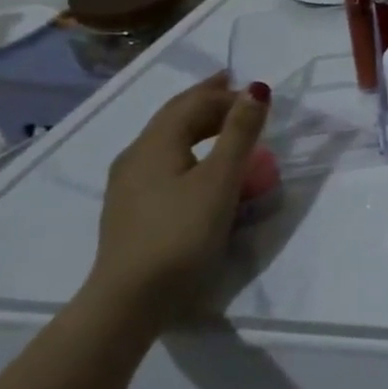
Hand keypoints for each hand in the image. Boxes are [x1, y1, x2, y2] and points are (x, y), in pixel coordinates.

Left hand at [89, 73, 269, 328]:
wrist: (131, 299)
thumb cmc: (181, 233)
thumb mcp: (220, 180)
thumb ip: (240, 133)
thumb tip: (257, 89)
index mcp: (154, 144)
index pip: (192, 103)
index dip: (226, 93)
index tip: (259, 95)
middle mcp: (136, 156)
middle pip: (174, 117)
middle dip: (208, 101)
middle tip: (238, 92)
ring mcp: (129, 184)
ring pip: (168, 140)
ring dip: (199, 125)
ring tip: (225, 124)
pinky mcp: (133, 208)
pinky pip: (165, 162)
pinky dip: (190, 148)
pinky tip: (200, 164)